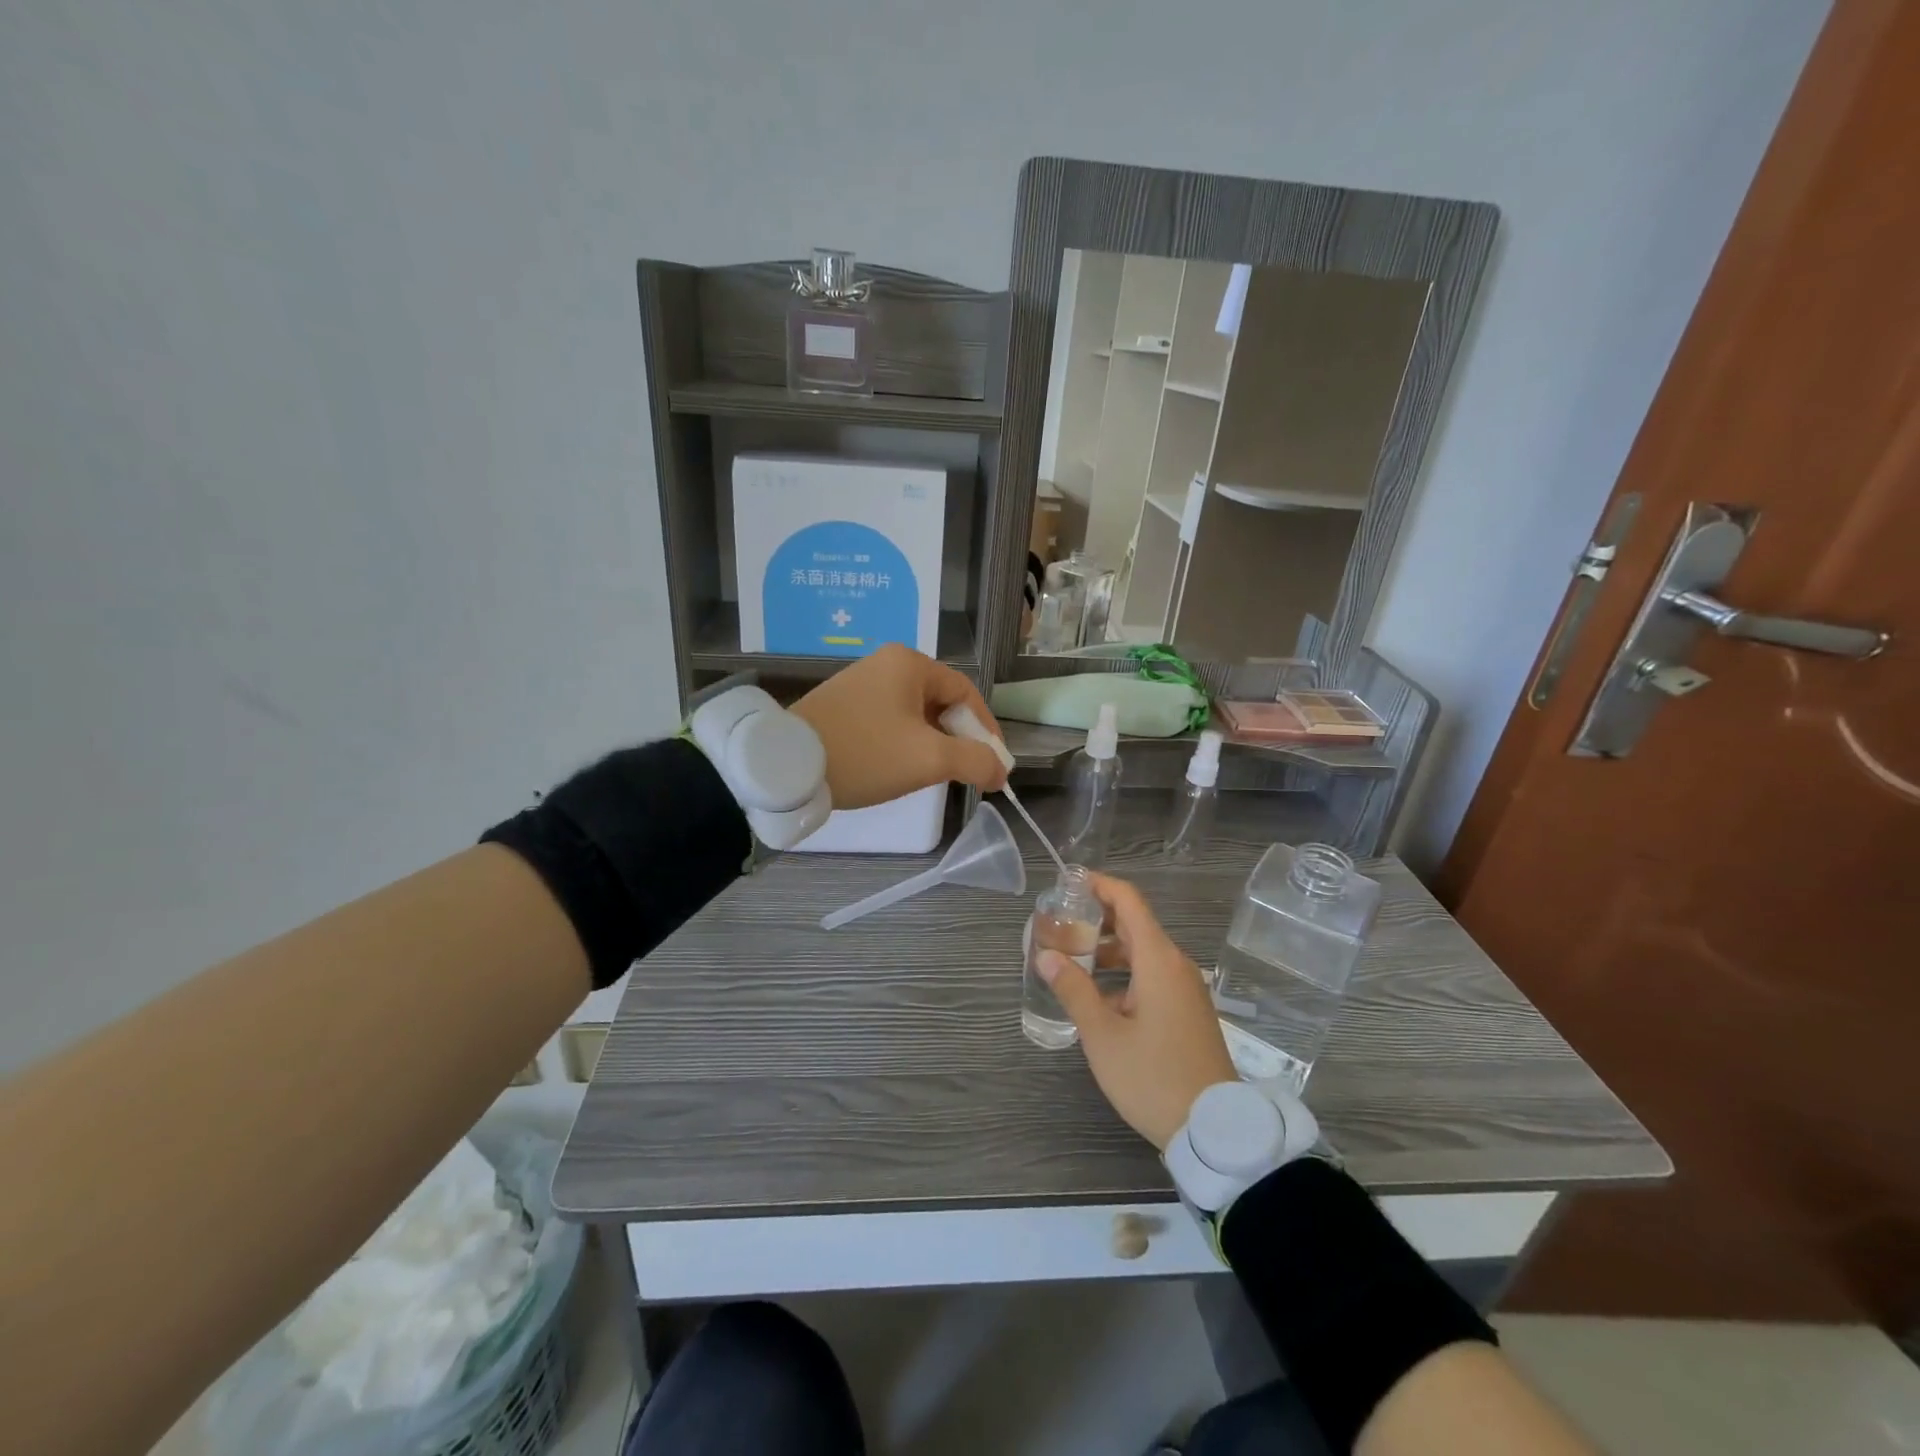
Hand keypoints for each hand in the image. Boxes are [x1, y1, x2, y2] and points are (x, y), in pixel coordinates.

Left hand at [792, 644, 1009, 809]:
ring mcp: (860, 683)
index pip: (966, 693)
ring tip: (934, 775)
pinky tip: (900, 768)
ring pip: (915, 714)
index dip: (986, 731)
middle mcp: (886, 664)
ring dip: (932, 743)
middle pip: (941, 702)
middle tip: (965, 773)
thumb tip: (1000, 771)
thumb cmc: (866, 754)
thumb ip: (975, 761)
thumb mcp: (929, 759)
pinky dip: (905, 743)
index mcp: (910, 663)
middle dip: (959, 739)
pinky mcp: (842, 706)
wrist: (787, 767)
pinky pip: (889, 721)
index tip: (994, 766)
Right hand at [1037, 872, 1237, 1149]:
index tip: (1067, 883)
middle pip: (1134, 923)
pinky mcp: (1188, 1010)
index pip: (1128, 900)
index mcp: (1158, 960)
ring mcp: (1185, 988)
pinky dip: (1124, 972)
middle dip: (1095, 918)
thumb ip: (1074, 990)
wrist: (1214, 1129)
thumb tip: (1046, 956)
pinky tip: (1098, 995)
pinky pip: (1152, 975)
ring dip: (1107, 948)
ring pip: (1142, 952)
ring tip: (1070, 958)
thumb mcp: (1103, 1035)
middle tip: (1058, 923)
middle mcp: (1175, 964)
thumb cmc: (1153, 1076)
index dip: (1098, 885)